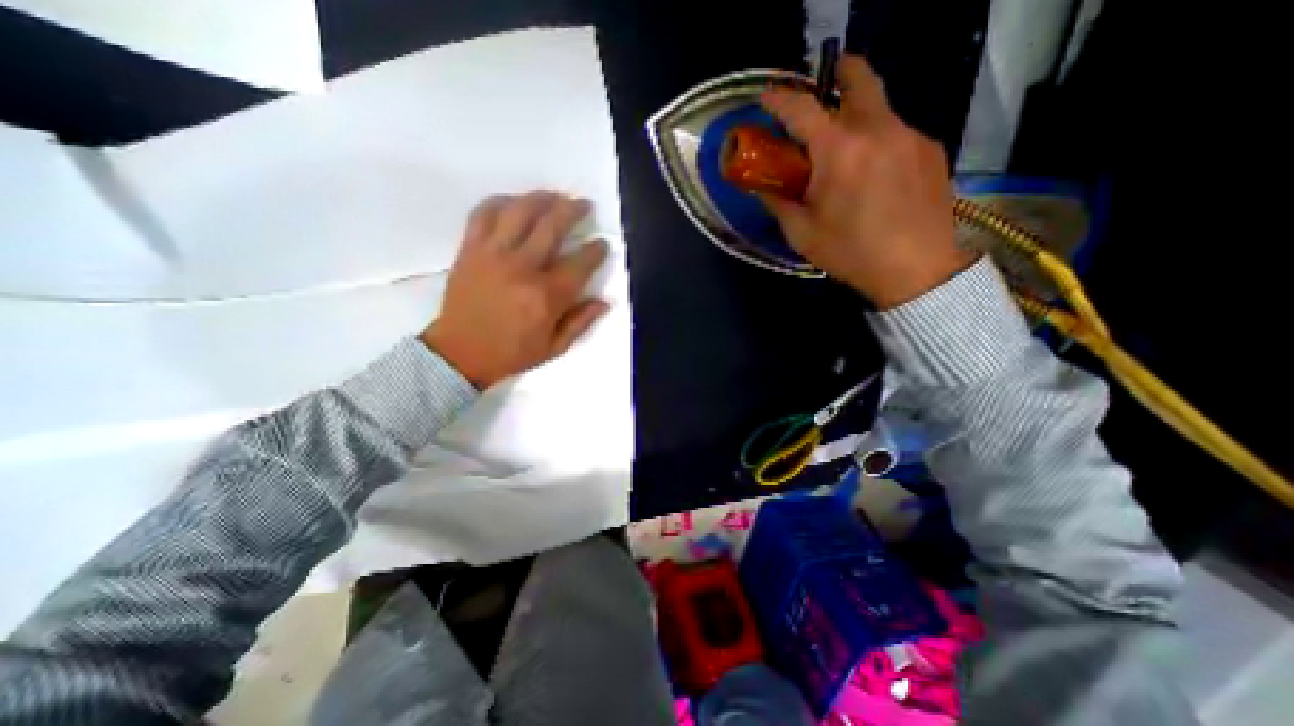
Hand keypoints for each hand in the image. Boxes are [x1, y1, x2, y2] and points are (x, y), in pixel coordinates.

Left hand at [420, 189, 612, 386]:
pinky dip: (500, 201)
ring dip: (542, 198)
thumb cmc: (511, 353)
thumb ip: (581, 322)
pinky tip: (514, 202)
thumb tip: (605, 301)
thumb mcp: (554, 347)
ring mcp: (493, 255)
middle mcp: (522, 268)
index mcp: (546, 296)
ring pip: (520, 211)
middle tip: (584, 205)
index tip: (602, 244)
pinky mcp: (470, 249)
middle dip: (573, 210)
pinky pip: (483, 213)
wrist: (460, 353)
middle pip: (552, 226)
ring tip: (555, 196)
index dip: (596, 250)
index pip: (580, 263)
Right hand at [761, 53, 970, 305]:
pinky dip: (878, 141)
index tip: (766, 97)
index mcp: (840, 150)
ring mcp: (911, 135)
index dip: (779, 99)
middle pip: (859, 79)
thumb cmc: (850, 253)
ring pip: (880, 108)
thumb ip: (778, 202)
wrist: (916, 270)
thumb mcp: (802, 233)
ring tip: (846, 148)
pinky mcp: (931, 150)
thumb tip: (761, 186)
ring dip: (857, 115)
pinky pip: (898, 132)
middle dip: (838, 72)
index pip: (803, 109)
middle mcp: (878, 129)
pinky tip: (874, 173)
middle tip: (824, 81)